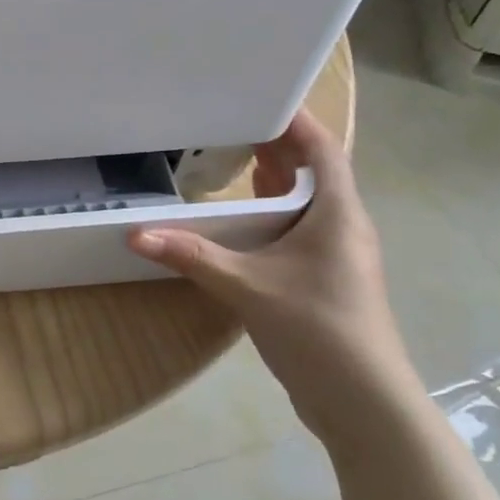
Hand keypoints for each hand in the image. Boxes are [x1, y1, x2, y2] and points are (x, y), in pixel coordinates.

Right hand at [128, 110, 425, 453]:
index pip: (323, 150)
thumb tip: (134, 234)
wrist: (364, 403)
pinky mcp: (325, 279)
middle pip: (313, 172)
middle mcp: (343, 226)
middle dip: (276, 147)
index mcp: (337, 213)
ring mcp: (336, 255)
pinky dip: (270, 214)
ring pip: (305, 203)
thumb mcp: (247, 286)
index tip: (260, 97)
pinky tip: (239, 220)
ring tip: (231, 160)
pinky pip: (298, 230)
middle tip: (229, 123)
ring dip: (274, 181)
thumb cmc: (317, 329)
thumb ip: (192, 256)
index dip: (296, 121)